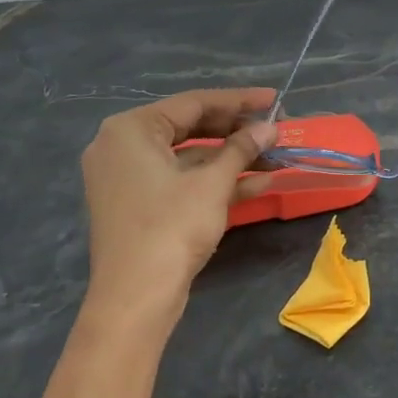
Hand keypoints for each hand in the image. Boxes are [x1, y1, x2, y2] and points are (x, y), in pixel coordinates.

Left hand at [81, 88, 276, 307]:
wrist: (136, 298)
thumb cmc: (171, 228)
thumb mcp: (212, 184)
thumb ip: (241, 149)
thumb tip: (269, 127)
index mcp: (130, 129)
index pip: (193, 103)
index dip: (239, 101)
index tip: (275, 99)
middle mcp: (122, 146)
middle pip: (190, 128)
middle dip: (237, 132)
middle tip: (275, 130)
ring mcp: (128, 178)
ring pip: (188, 158)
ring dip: (232, 159)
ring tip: (276, 159)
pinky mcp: (138, 205)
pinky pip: (180, 182)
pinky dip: (214, 182)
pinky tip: (258, 184)